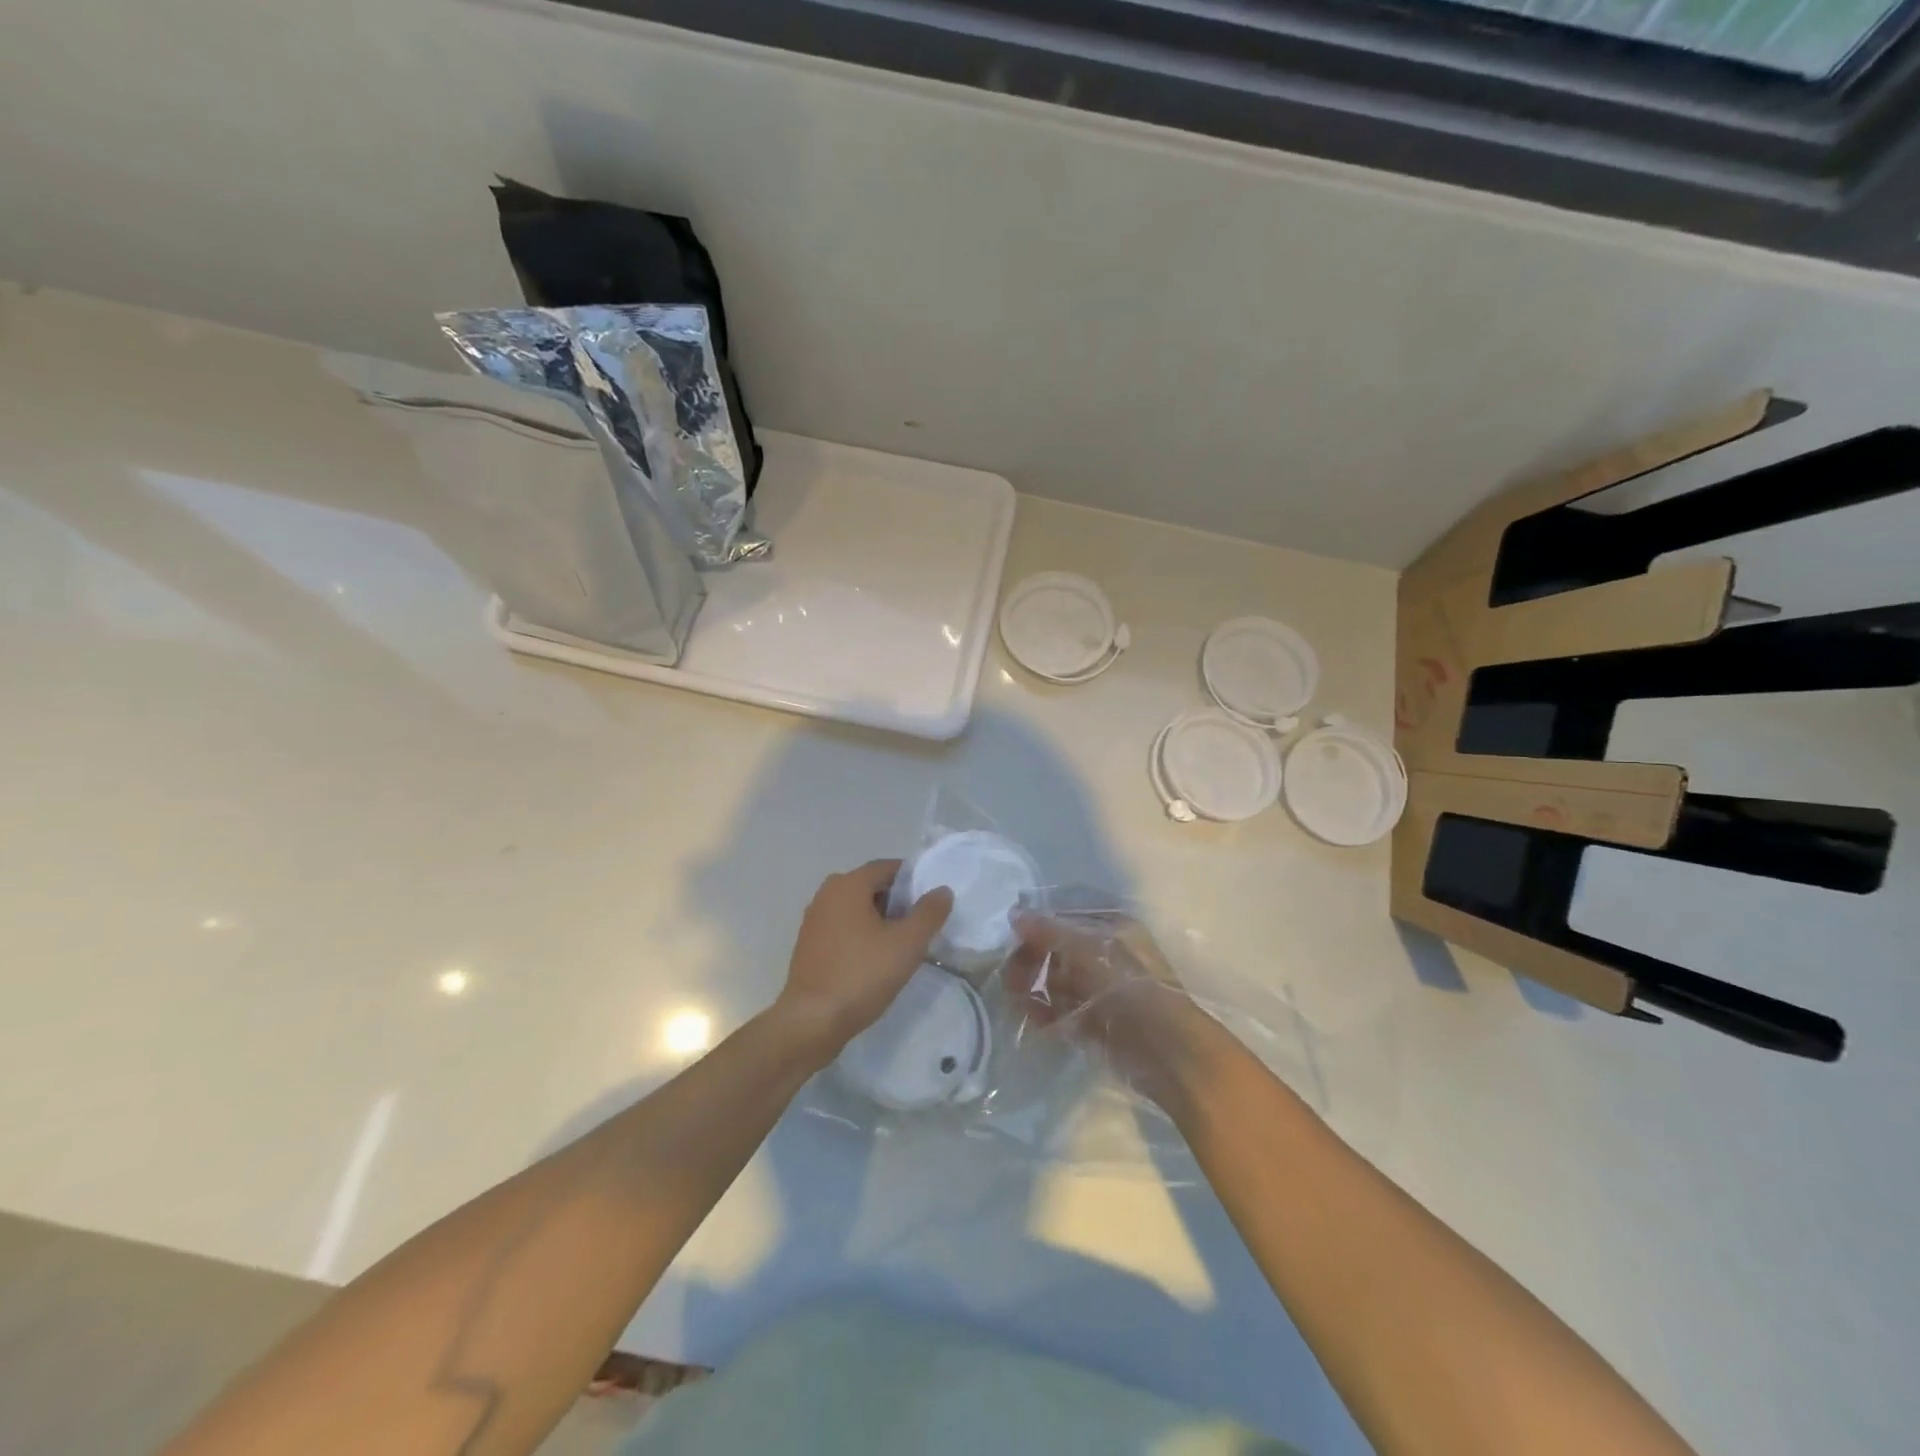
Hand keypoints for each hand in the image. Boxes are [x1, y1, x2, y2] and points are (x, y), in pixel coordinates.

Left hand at [772, 860, 953, 1061]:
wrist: (812, 1022)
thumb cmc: (862, 974)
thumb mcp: (907, 944)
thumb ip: (929, 913)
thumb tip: (941, 890)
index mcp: (848, 884)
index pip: (887, 867)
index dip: (913, 880)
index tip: (932, 901)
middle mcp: (826, 894)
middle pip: (871, 887)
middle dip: (898, 902)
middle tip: (921, 925)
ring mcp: (814, 920)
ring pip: (856, 910)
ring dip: (880, 921)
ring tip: (902, 945)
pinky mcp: (809, 946)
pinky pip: (843, 929)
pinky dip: (861, 936)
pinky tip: (875, 961)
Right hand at [1005, 913, 1220, 1108]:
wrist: (1165, 1050)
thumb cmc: (1128, 986)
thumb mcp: (1086, 948)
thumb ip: (1048, 930)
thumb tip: (1015, 913)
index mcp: (1111, 927)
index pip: (1063, 919)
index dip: (1035, 928)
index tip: (1010, 941)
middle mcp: (1106, 954)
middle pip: (1056, 951)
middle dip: (1030, 963)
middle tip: (1010, 980)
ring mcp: (1101, 990)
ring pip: (1056, 982)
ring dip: (1033, 991)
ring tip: (1020, 1004)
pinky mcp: (1096, 1022)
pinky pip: (1061, 1011)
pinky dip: (1045, 1014)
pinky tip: (1036, 1022)